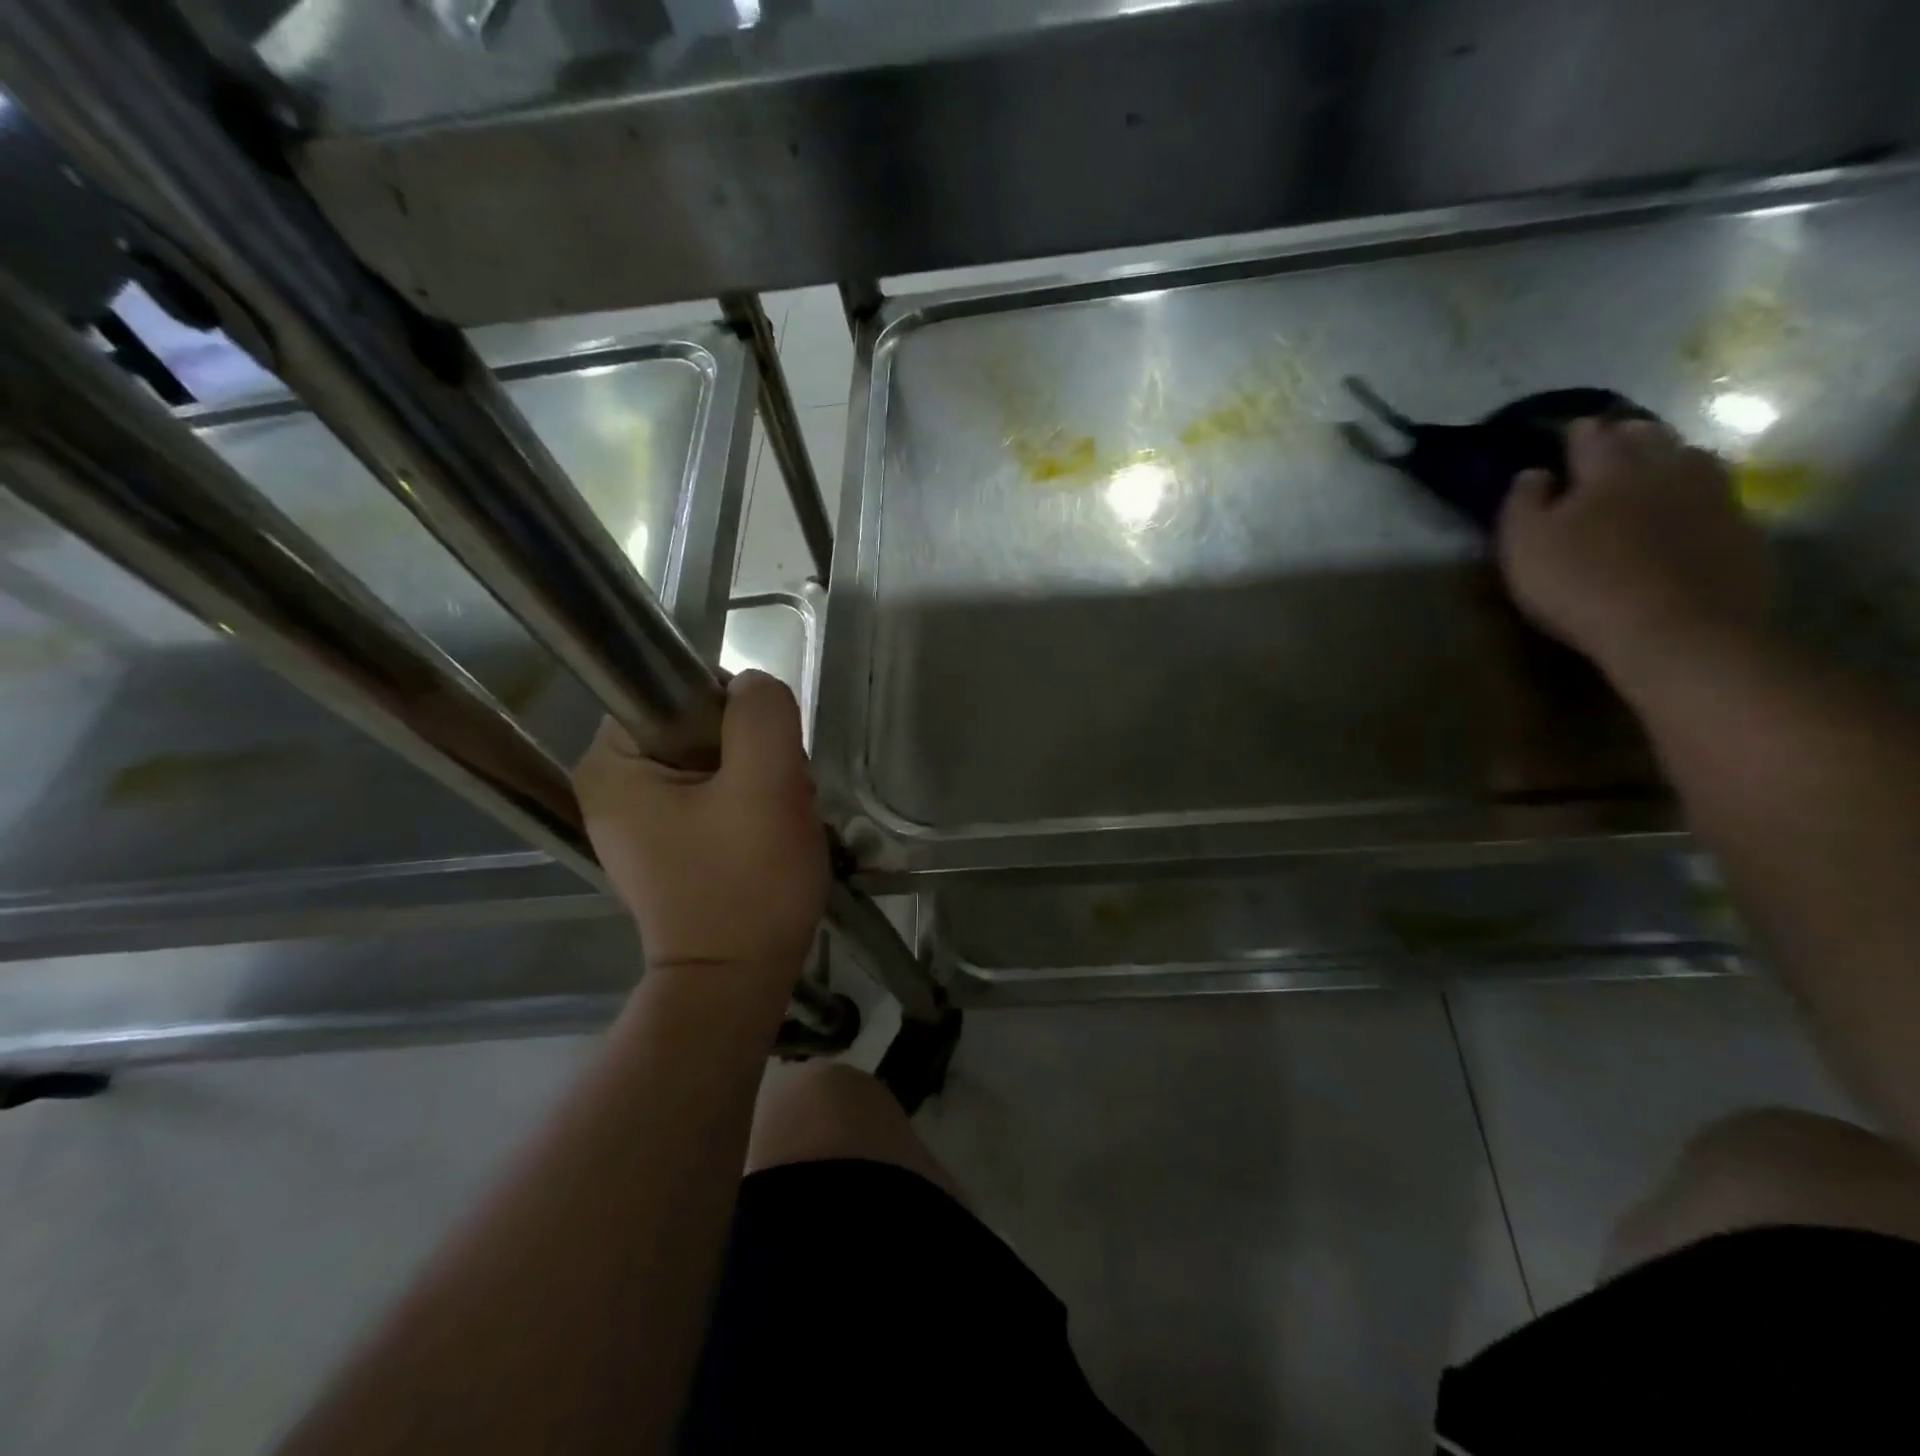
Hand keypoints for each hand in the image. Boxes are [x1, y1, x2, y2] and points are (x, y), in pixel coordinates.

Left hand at [573, 671, 828, 978]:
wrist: (738, 982)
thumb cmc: (746, 884)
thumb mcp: (766, 786)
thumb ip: (761, 716)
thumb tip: (753, 687)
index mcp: (612, 763)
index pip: (679, 691)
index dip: (734, 712)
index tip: (765, 758)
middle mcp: (614, 786)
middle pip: (702, 727)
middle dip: (755, 754)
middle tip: (779, 797)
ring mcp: (640, 819)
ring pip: (718, 761)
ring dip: (761, 780)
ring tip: (779, 821)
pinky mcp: (670, 843)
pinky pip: (718, 795)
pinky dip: (752, 806)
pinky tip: (769, 836)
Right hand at [1498, 417, 1773, 681]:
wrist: (1676, 629)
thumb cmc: (1580, 585)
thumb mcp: (1525, 546)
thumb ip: (1523, 503)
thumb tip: (1534, 471)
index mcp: (1607, 470)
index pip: (1590, 436)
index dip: (1575, 432)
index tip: (1566, 432)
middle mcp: (1663, 469)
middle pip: (1647, 437)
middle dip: (1626, 434)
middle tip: (1610, 441)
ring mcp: (1711, 496)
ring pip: (1690, 458)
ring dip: (1668, 456)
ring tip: (1653, 466)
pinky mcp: (1740, 529)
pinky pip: (1717, 494)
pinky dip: (1696, 492)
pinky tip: (1686, 506)